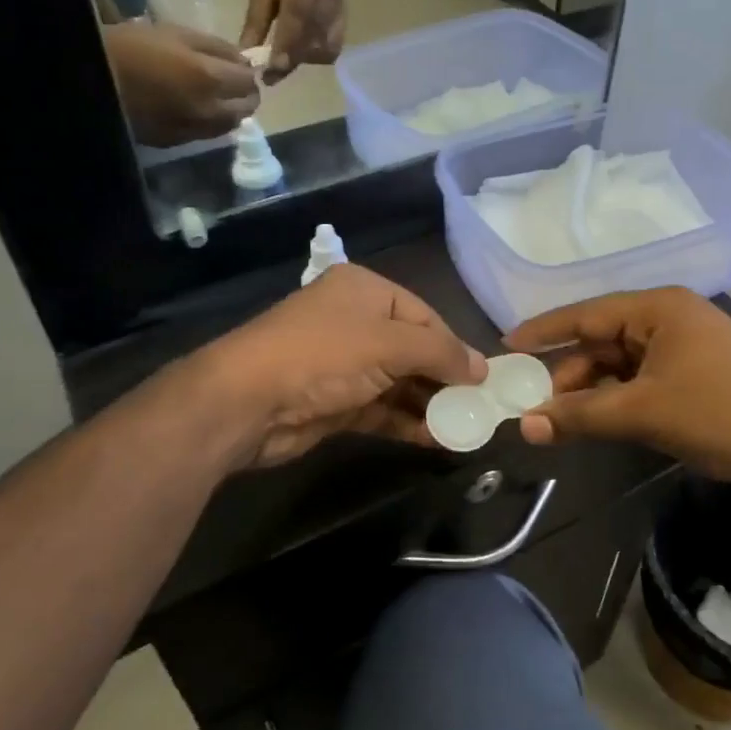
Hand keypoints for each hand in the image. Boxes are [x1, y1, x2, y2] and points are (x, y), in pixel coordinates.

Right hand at [103, 20, 259, 146]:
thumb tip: (244, 61)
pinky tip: (196, 109)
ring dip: (231, 110)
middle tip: (231, 82)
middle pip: (247, 107)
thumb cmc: (131, 47)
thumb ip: (217, 48)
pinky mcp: (177, 142)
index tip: (238, 66)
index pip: (249, 81)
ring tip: (216, 96)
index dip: (247, 72)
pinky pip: (208, 134)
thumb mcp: (176, 33)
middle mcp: (208, 110)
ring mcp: (194, 130)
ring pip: (230, 125)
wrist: (91, 80)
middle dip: (245, 94)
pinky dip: (211, 122)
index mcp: (210, 78)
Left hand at [196, 265, 486, 468]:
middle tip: (478, 406)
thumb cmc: (324, 355)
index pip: (424, 316)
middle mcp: (355, 321)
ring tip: (466, 427)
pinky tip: (436, 439)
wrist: (247, 402)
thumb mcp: (390, 344)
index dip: (455, 346)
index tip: (483, 379)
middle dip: (444, 378)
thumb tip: (482, 369)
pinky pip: (382, 409)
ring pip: (399, 382)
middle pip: (413, 349)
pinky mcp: (335, 402)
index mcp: (365, 290)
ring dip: (429, 404)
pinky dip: (407, 422)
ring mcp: (343, 364)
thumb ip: (441, 354)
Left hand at [241, 0, 344, 80]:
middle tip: (272, 76)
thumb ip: (255, 25)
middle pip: (315, 33)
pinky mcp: (345, 18)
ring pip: (327, 44)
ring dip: (305, 59)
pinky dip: (316, 55)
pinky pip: (334, 45)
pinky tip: (300, 54)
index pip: (297, 13)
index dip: (286, 43)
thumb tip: (247, 59)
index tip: (273, 68)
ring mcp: (341, 5)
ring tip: (284, 62)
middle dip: (293, 58)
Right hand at [507, 288, 730, 500]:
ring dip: (590, 391)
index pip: (586, 314)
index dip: (544, 331)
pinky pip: (638, 381)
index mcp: (658, 309)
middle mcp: (668, 320)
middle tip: (534, 405)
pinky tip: (594, 422)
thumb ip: (580, 415)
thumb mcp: (642, 412)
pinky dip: (614, 400)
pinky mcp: (691, 376)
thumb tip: (525, 427)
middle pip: (601, 341)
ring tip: (558, 420)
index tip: (508, 346)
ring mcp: (682, 348)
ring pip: (619, 365)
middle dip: (568, 374)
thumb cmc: (719, 414)